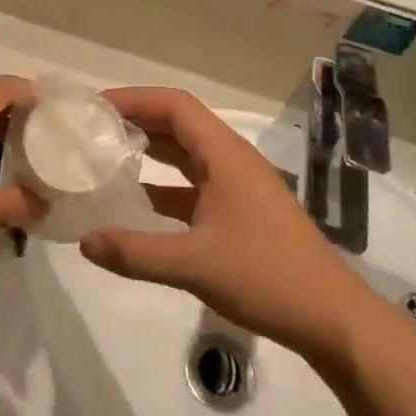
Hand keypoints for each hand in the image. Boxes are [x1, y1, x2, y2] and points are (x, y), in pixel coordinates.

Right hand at [80, 87, 372, 359]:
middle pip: (179, 124)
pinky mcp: (242, 212)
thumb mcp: (194, 264)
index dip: (134, 98)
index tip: (95, 107)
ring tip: (106, 157)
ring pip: (187, 154)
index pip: (175, 105)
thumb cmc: (265, 276)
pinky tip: (138, 202)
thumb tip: (84, 240)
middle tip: (92, 129)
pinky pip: (195, 184)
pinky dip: (165, 185)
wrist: (331, 317)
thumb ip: (135, 252)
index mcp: (225, 155)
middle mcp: (232, 160)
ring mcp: (239, 186)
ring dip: (150, 151)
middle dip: (137, 120)